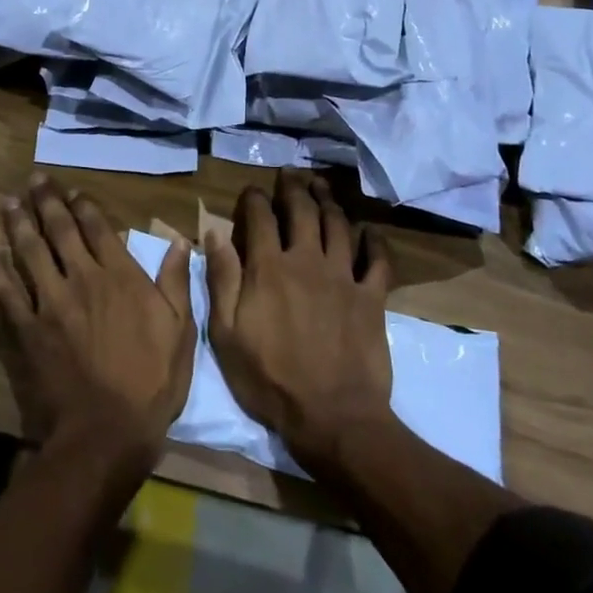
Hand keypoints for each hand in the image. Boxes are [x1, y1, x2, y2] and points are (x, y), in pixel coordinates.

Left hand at [0, 174, 195, 471]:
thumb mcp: (179, 332)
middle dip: (46, 202)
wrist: (104, 434)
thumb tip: (179, 241)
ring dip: (17, 224)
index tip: (72, 192)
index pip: (98, 228)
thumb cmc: (150, 383)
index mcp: (119, 276)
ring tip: (7, 202)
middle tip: (33, 180)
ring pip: (29, 252)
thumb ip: (176, 282)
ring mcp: (49, 303)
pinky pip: (5, 294)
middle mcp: (82, 279)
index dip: (83, 206)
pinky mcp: (25, 330)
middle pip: (60, 231)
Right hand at [204, 169, 394, 472]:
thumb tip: (214, 233)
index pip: (260, 217)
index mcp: (269, 268)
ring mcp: (343, 277)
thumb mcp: (227, 334)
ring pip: (337, 225)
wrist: (333, 418)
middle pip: (302, 210)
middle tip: (290, 174)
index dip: (254, 198)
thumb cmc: (270, 379)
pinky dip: (374, 241)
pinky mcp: (372, 297)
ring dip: (328, 201)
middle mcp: (307, 260)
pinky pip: (378, 260)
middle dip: (293, 187)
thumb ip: (222, 279)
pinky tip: (369, 231)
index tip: (251, 192)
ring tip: (321, 186)